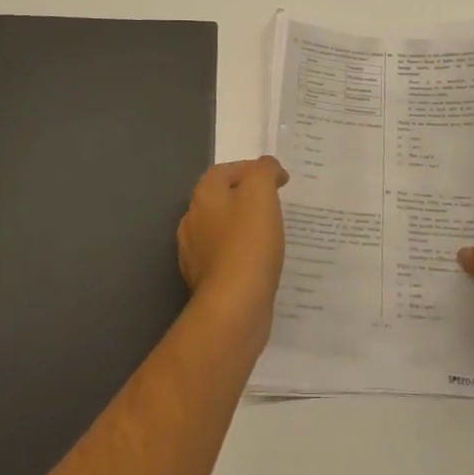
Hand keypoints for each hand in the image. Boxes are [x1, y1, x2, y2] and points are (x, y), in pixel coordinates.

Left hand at [177, 157, 288, 342]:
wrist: (234, 307)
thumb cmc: (249, 243)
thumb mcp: (261, 193)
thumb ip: (264, 171)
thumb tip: (268, 167)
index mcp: (204, 195)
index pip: (227, 170)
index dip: (253, 170)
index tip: (280, 181)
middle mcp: (192, 220)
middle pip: (222, 198)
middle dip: (247, 198)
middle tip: (276, 205)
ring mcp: (195, 253)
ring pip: (222, 229)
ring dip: (243, 227)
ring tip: (271, 234)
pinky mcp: (204, 281)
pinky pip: (225, 257)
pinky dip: (241, 254)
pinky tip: (259, 262)